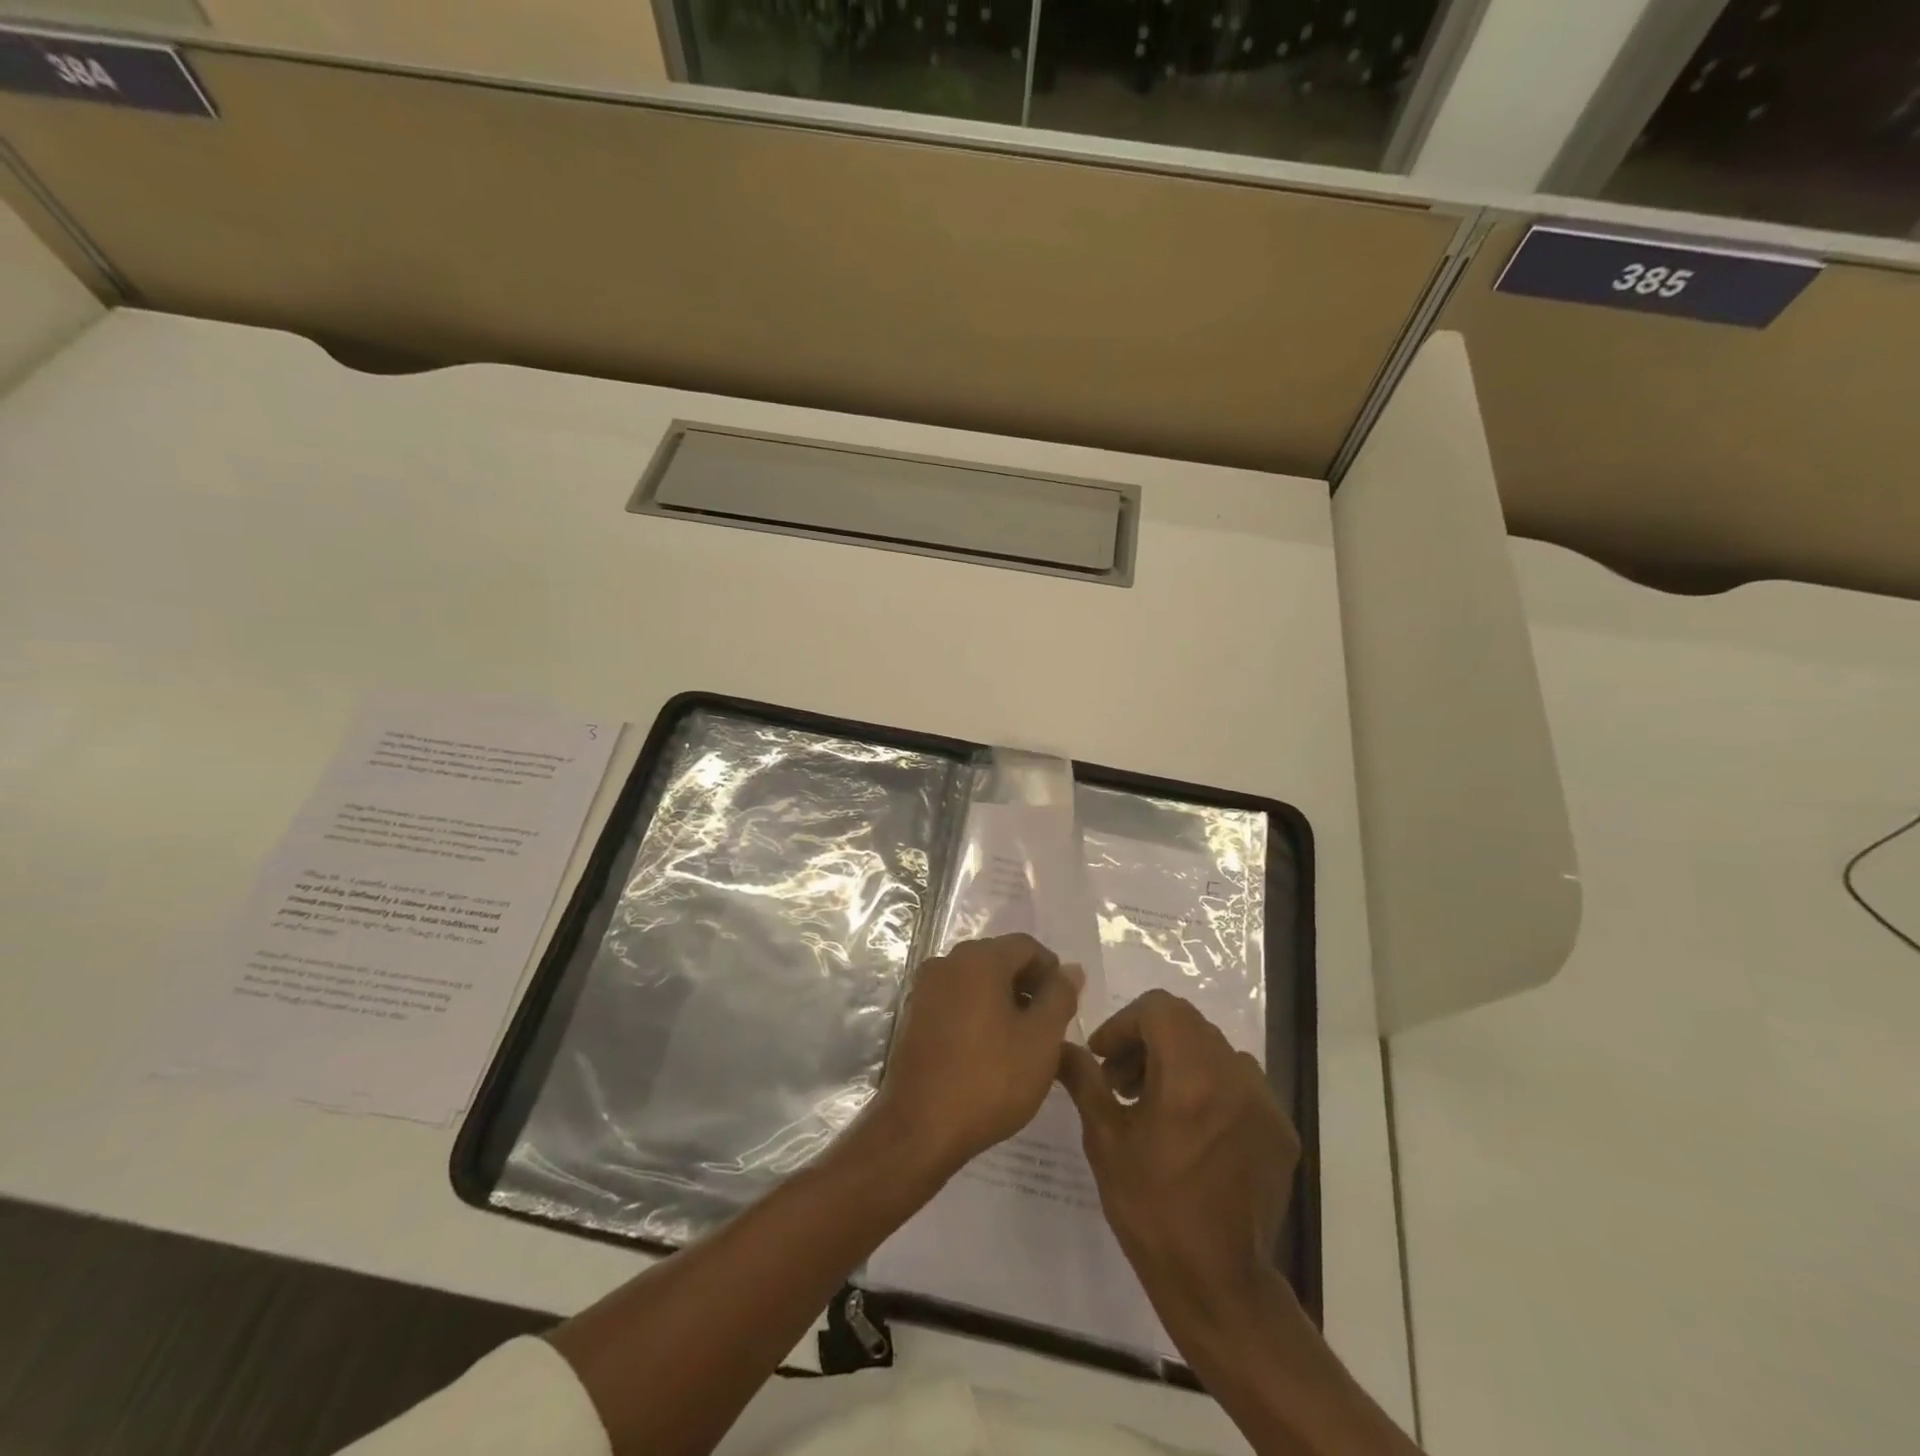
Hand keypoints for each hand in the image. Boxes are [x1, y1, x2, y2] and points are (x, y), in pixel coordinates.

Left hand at [868, 934, 1082, 1179]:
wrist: (919, 1128)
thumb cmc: (989, 1079)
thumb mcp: (1041, 1039)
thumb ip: (1060, 997)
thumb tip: (1071, 969)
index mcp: (978, 959)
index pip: (1027, 946)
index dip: (1052, 971)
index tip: (1065, 1008)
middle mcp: (947, 962)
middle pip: (999, 959)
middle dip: (1028, 986)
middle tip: (1048, 1027)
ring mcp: (925, 989)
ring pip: (976, 981)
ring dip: (1003, 1001)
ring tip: (1021, 1043)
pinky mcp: (913, 1016)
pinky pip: (955, 1001)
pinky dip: (977, 1014)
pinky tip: (989, 1051)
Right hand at [1059, 989, 1299, 1333]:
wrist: (1218, 1284)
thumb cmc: (1151, 1210)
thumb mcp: (1105, 1141)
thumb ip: (1085, 1081)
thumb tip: (1061, 1047)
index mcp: (1190, 1075)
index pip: (1159, 1008)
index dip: (1125, 1023)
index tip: (1104, 1057)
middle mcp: (1234, 1076)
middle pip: (1187, 1025)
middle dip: (1148, 1041)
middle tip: (1122, 1081)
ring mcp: (1264, 1102)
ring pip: (1214, 1050)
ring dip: (1180, 1061)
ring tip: (1155, 1105)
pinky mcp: (1280, 1129)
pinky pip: (1241, 1083)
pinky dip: (1211, 1087)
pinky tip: (1192, 1130)